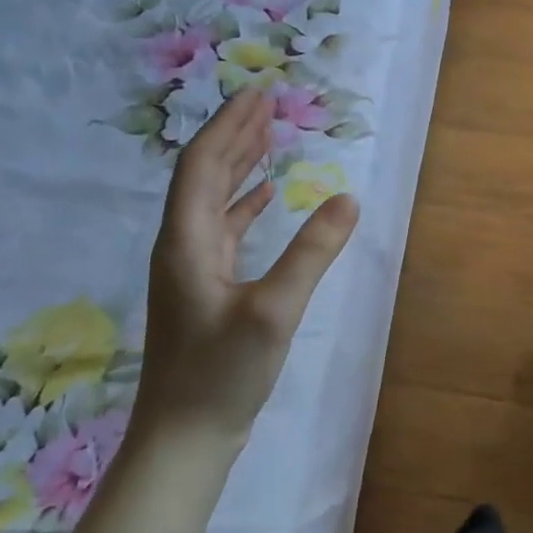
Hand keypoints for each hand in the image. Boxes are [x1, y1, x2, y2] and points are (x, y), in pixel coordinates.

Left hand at [136, 87, 359, 444]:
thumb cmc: (221, 374)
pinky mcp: (206, 288)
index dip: (230, 125)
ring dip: (240, 162)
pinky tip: (266, 196)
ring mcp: (192, 268)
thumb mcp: (274, 311)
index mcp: (187, 241)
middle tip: (268, 101)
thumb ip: (312, 252)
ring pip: (214, 198)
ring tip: (269, 134)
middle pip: (205, 174)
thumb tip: (349, 198)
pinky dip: (245, 201)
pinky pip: (224, 226)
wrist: (183, 439)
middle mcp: (183, 245)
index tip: (259, 93)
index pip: (204, 165)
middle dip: (235, 133)